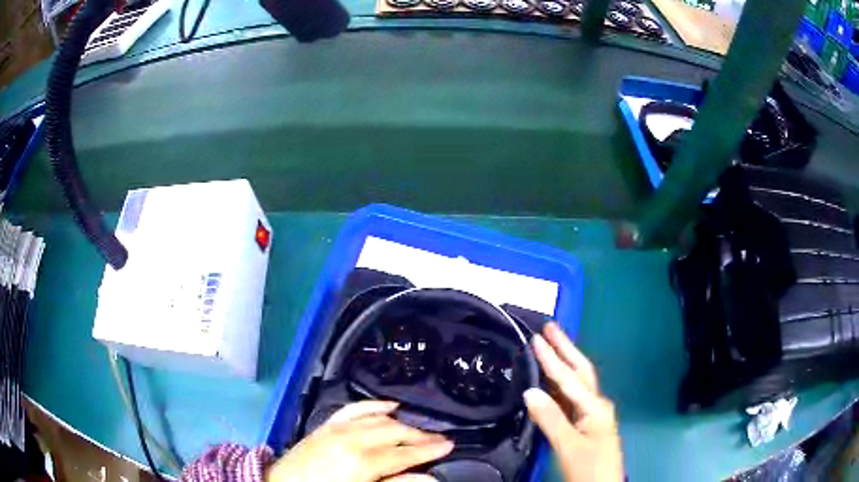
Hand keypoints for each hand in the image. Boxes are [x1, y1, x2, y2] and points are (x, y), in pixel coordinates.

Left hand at [265, 400, 453, 481]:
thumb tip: (429, 477)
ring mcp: (338, 428)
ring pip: (379, 418)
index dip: (429, 449)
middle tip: (439, 439)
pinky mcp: (327, 425)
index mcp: (362, 461)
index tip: (449, 446)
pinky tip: (388, 405)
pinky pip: (354, 409)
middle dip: (420, 435)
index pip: (405, 452)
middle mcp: (352, 439)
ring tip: (419, 429)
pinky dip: (373, 405)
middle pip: (396, 431)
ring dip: (402, 422)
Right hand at [524, 323, 623, 481]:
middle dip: (566, 348)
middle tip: (550, 327)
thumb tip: (530, 392)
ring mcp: (592, 414)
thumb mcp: (569, 446)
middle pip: (580, 371)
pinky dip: (561, 382)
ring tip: (551, 344)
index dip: (551, 359)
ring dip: (564, 361)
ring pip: (577, 382)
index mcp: (595, 407)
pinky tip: (552, 379)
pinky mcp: (586, 423)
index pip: (569, 378)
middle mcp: (596, 404)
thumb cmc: (589, 468)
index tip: (536, 338)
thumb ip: (551, 419)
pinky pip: (572, 396)